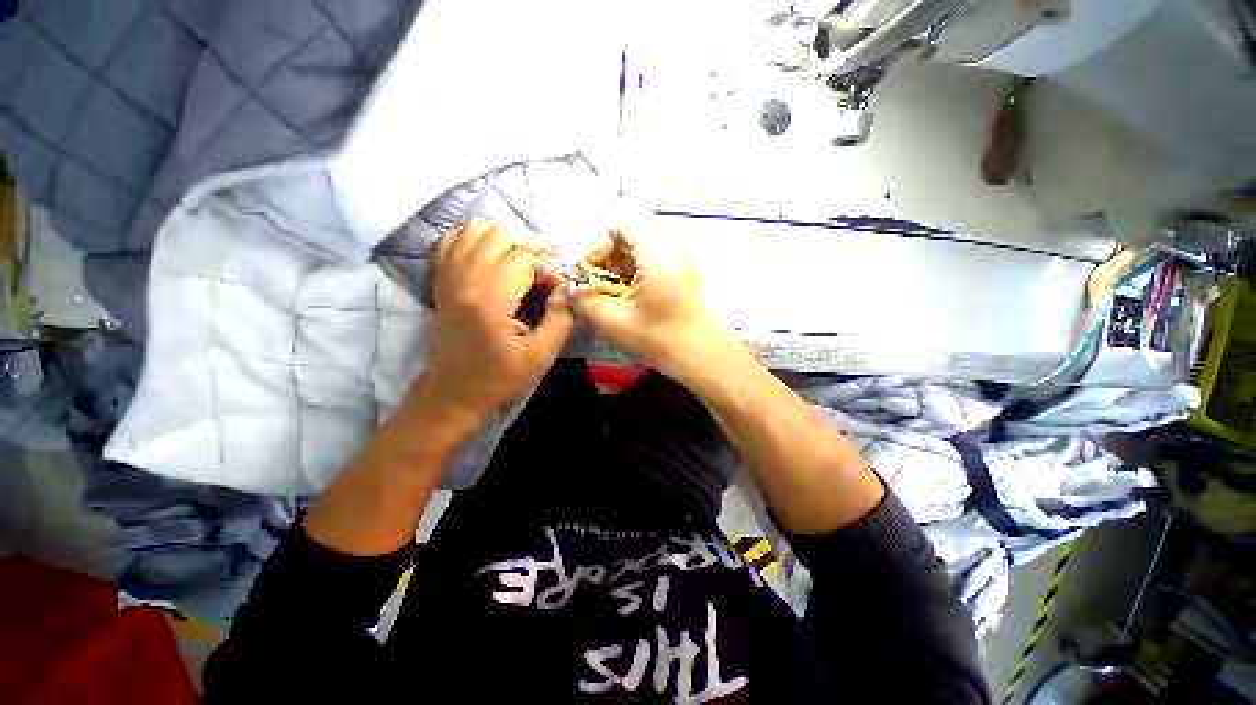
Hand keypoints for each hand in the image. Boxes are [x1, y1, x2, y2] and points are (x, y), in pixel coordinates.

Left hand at [409, 220, 572, 430]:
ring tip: (517, 265)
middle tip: (539, 276)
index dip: (547, 271)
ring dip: (503, 241)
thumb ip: (560, 319)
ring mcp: (448, 276)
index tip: (555, 292)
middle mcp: (465, 279)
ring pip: (475, 228)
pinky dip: (475, 240)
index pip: (524, 259)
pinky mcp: (440, 280)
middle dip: (528, 250)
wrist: (452, 393)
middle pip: (500, 234)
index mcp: (490, 299)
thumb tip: (566, 289)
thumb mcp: (541, 357)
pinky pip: (453, 239)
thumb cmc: (499, 378)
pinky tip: (490, 258)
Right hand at [575, 227, 743, 382]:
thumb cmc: (661, 340)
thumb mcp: (614, 322)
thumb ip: (586, 299)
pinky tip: (634, 294)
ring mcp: (685, 255)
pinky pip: (656, 256)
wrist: (705, 357)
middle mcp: (675, 244)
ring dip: (622, 263)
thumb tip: (576, 286)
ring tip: (616, 292)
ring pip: (643, 244)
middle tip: (601, 284)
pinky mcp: (688, 267)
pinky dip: (638, 269)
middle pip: (631, 231)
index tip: (594, 271)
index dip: (599, 242)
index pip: (621, 219)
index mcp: (658, 251)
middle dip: (609, 255)